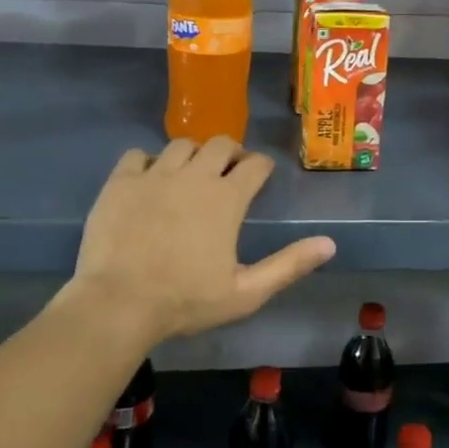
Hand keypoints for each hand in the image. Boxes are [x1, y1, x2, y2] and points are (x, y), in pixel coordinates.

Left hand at [71, 138, 336, 341]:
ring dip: (192, 155)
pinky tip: (149, 181)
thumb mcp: (246, 293)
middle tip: (228, 173)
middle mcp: (194, 176)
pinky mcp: (121, 182)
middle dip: (231, 153)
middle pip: (220, 143)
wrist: (118, 304)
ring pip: (181, 145)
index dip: (262, 167)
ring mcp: (154, 175)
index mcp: (227, 199)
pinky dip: (148, 162)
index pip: (255, 164)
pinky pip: (138, 155)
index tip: (261, 176)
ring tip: (190, 175)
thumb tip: (329, 243)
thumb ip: (289, 265)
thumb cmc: (186, 301)